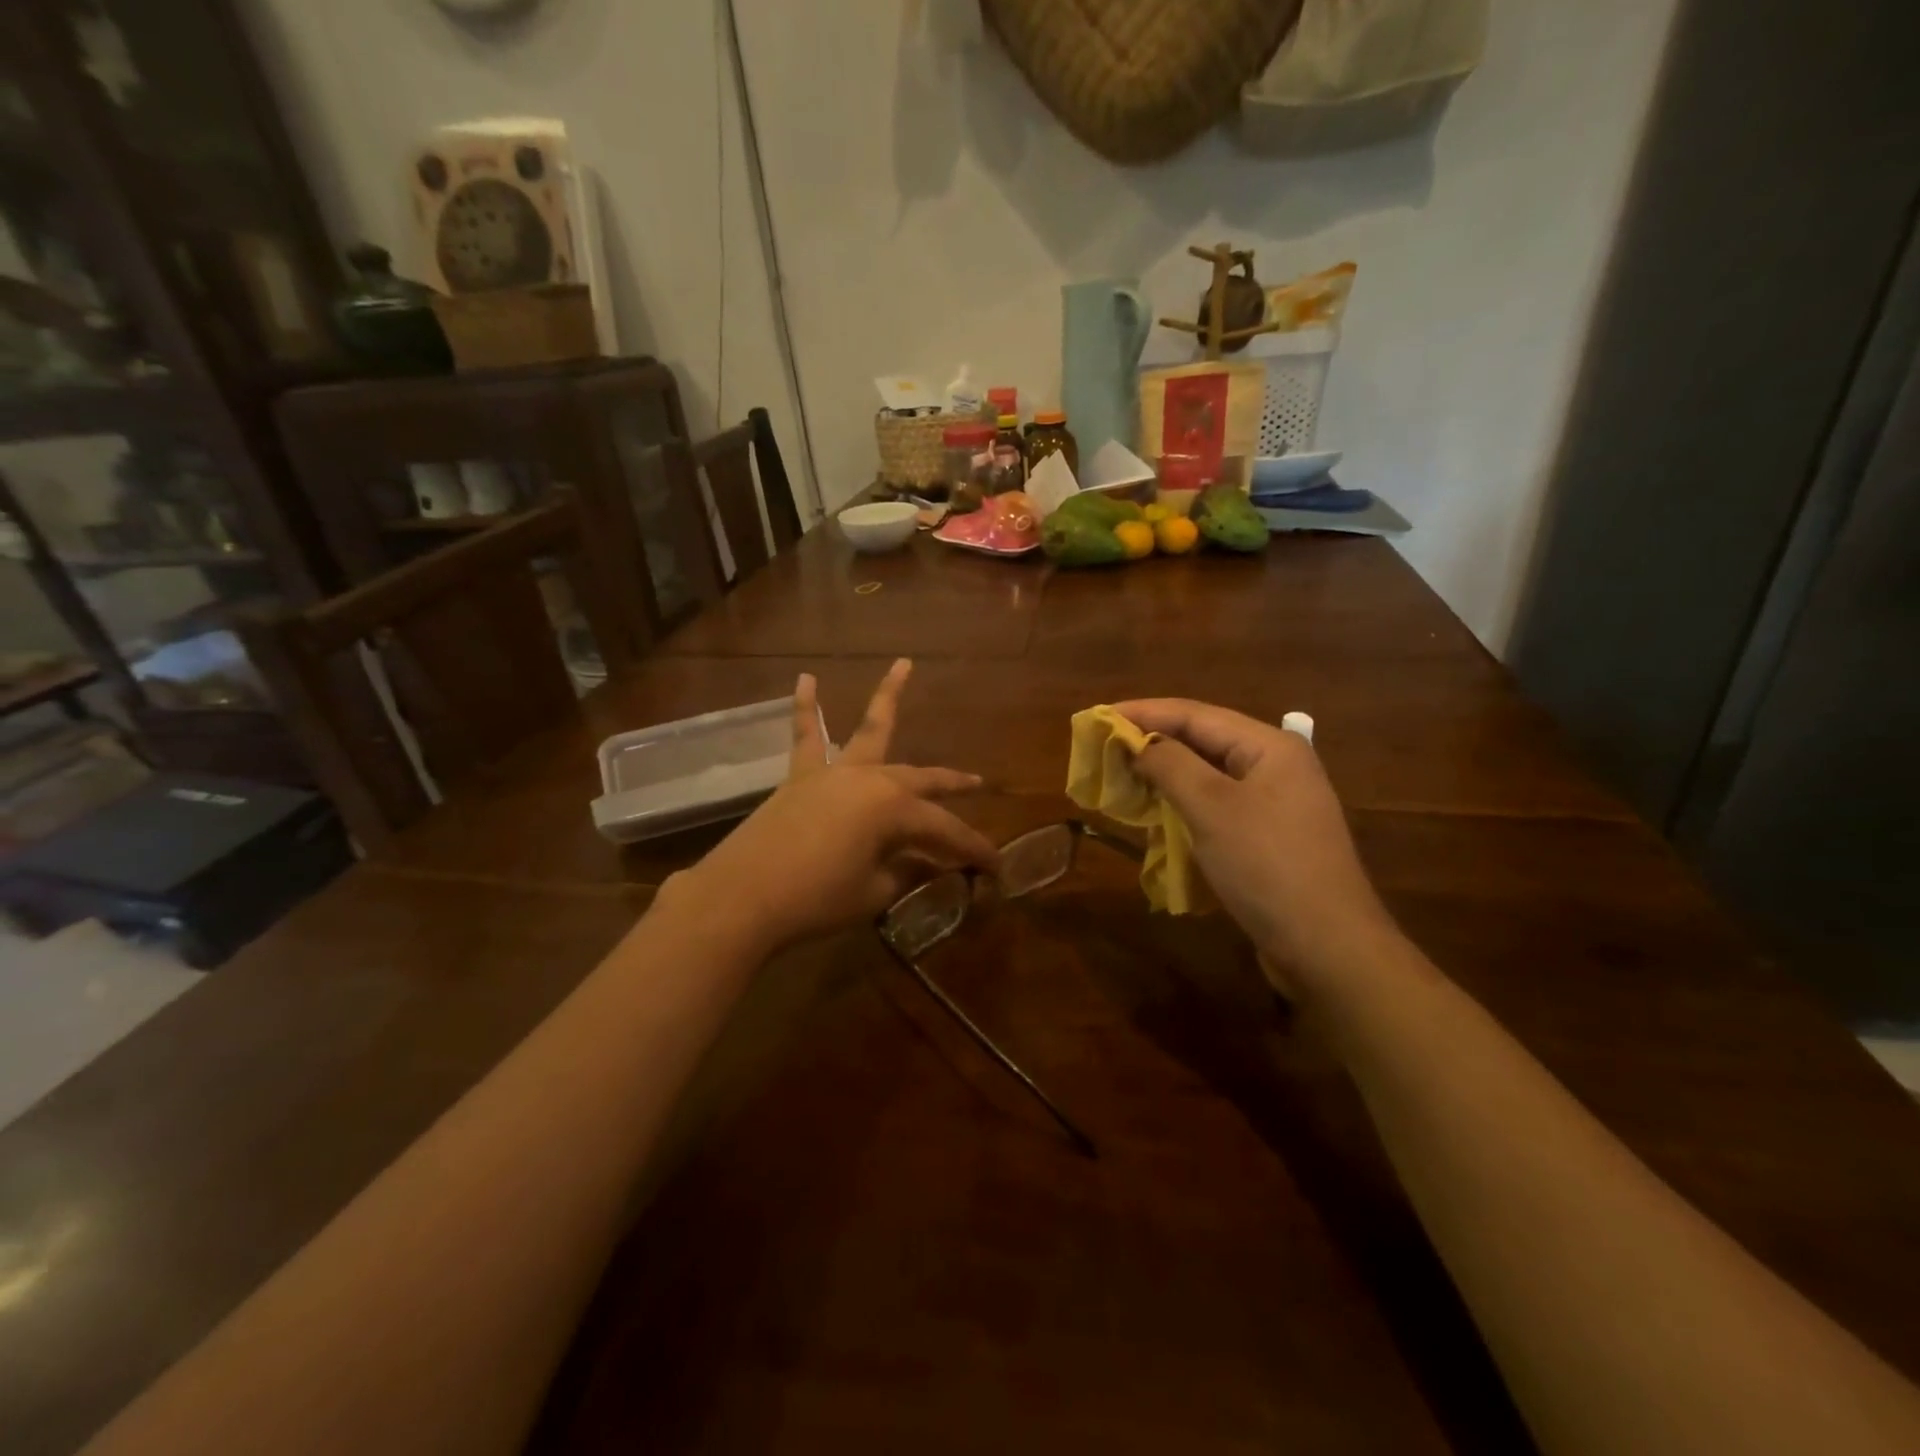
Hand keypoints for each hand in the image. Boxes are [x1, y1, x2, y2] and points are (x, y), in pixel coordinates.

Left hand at [681, 660, 998, 955]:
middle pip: (921, 779)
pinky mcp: (801, 778)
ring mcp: (834, 773)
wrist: (741, 898)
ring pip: (870, 731)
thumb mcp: (873, 892)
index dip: (973, 849)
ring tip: (903, 665)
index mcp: (894, 810)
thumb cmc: (816, 899)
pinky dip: (806, 708)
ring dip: (888, 698)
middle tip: (978, 782)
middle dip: (952, 783)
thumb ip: (906, 872)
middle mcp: (870, 780)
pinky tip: (805, 679)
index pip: (946, 830)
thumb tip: (929, 865)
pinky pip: (806, 736)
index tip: (996, 867)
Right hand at [1116, 698, 1394, 991]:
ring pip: (1208, 775)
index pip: (1195, 714)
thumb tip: (1139, 743)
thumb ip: (1171, 765)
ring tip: (1122, 777)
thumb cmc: (1267, 866)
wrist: (1328, 947)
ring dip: (1164, 775)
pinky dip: (1183, 804)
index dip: (1143, 712)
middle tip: (1104, 748)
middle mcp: (1276, 766)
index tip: (1096, 717)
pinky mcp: (1268, 837)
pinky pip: (1216, 806)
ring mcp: (1275, 803)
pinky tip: (1156, 813)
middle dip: (1152, 742)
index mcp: (1269, 747)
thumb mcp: (1212, 808)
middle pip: (1203, 740)